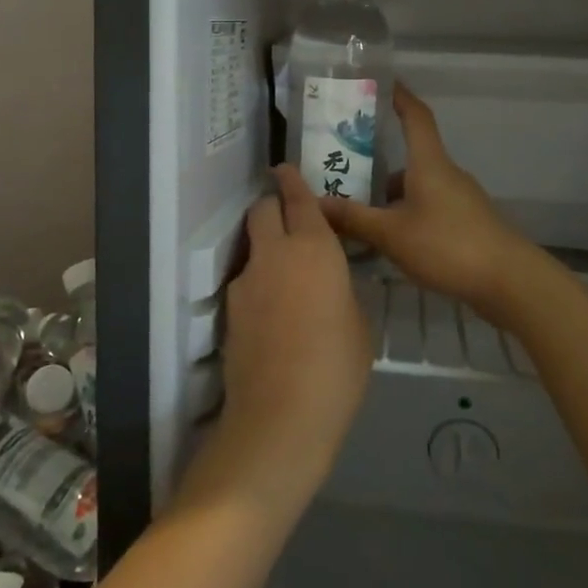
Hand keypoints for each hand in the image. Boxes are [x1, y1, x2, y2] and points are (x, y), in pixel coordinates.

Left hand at [178, 165, 371, 522]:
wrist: (281, 416)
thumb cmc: (337, 367)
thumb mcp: (358, 323)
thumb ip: (341, 289)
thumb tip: (329, 281)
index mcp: (313, 247)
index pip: (297, 198)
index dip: (292, 181)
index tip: (285, 170)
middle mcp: (274, 253)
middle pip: (262, 210)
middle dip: (273, 206)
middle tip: (290, 221)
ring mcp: (246, 281)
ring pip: (252, 246)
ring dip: (266, 248)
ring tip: (287, 278)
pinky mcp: (229, 311)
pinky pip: (247, 282)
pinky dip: (259, 284)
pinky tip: (274, 315)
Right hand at [320, 84, 542, 319]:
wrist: (509, 281)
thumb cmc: (448, 245)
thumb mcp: (391, 234)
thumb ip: (353, 218)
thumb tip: (314, 202)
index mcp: (429, 163)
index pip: (416, 116)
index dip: (400, 96)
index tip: (382, 82)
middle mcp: (446, 173)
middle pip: (411, 155)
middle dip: (379, 157)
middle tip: (345, 162)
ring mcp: (460, 199)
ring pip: (417, 185)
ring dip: (390, 192)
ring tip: (358, 207)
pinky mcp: (466, 223)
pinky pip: (428, 206)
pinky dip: (406, 213)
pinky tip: (388, 237)